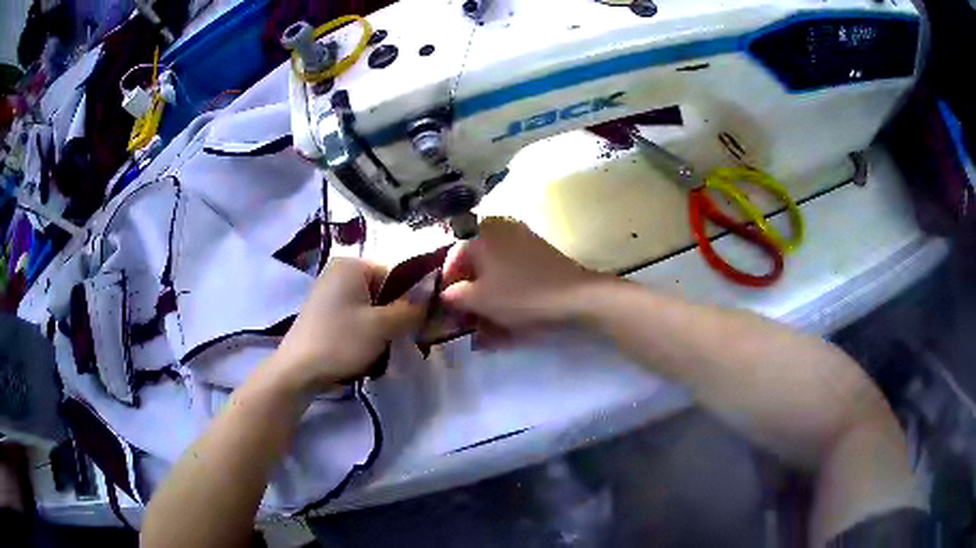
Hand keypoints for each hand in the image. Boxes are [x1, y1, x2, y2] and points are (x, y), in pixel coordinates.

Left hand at [274, 258, 425, 390]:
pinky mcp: (325, 311)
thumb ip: (412, 308)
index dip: (414, 296)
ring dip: (383, 324)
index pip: (397, 272)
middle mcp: (340, 271)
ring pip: (371, 304)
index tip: (423, 322)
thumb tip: (434, 293)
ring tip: (386, 346)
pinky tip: (367, 349)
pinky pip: (356, 314)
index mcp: (353, 265)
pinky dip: (367, 329)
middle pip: (384, 288)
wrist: (297, 371)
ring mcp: (330, 291)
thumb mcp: (383, 326)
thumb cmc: (340, 341)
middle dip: (397, 313)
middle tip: (406, 337)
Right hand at [442, 217, 608, 328]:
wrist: (575, 296)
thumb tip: (446, 294)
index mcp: (479, 233)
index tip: (448, 311)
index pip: (452, 259)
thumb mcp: (478, 299)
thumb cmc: (519, 294)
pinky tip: (506, 320)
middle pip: (474, 263)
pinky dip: (506, 293)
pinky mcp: (539, 253)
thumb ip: (454, 296)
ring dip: (487, 297)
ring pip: (494, 270)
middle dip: (469, 293)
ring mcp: (521, 238)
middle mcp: (498, 228)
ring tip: (487, 329)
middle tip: (468, 319)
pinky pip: (513, 272)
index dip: (447, 287)